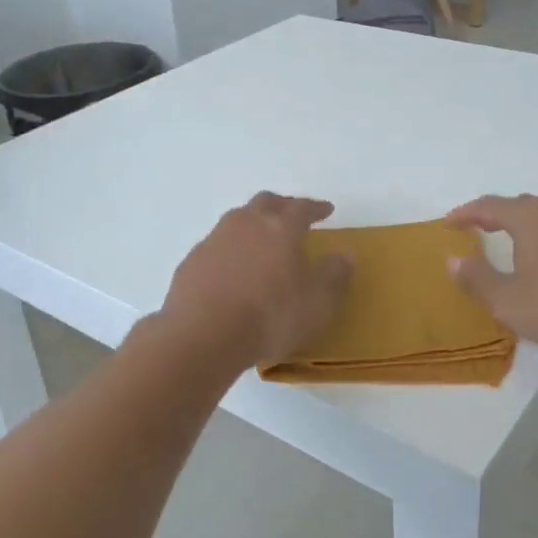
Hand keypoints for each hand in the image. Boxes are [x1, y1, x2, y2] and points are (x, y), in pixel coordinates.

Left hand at [161, 193, 350, 366]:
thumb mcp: (316, 303)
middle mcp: (246, 224)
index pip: (302, 208)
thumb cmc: (269, 317)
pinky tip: (232, 269)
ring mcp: (214, 239)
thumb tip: (345, 255)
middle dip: (282, 205)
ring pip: (237, 219)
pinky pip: (216, 245)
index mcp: (281, 228)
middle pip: (266, 202)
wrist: (203, 335)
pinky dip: (230, 249)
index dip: (316, 208)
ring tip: (261, 240)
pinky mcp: (192, 261)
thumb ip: (334, 275)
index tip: (326, 210)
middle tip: (292, 215)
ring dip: (253, 224)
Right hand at [444, 194, 537, 355]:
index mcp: (531, 217)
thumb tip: (454, 259)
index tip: (447, 223)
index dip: (465, 213)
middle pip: (518, 205)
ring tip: (508, 243)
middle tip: (474, 229)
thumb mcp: (508, 300)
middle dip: (494, 216)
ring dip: (522, 225)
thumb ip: (477, 278)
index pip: (489, 206)